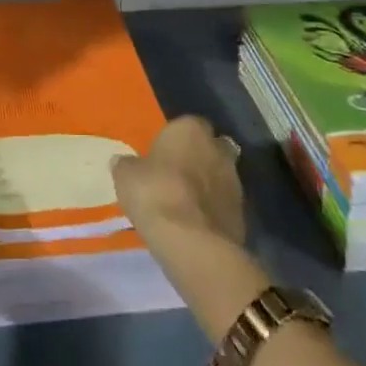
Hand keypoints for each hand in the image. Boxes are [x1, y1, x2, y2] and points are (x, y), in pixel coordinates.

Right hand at [111, 116, 245, 250]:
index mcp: (190, 129)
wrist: (192, 241)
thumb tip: (122, 162)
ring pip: (219, 176)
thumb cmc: (155, 194)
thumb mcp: (126, 176)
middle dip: (197, 158)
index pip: (186, 124)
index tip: (160, 155)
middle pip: (209, 147)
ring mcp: (235, 180)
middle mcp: (218, 148)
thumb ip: (127, 165)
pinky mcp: (243, 212)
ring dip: (207, 185)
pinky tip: (195, 223)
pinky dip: (213, 210)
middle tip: (176, 176)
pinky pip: (223, 204)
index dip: (174, 139)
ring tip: (184, 204)